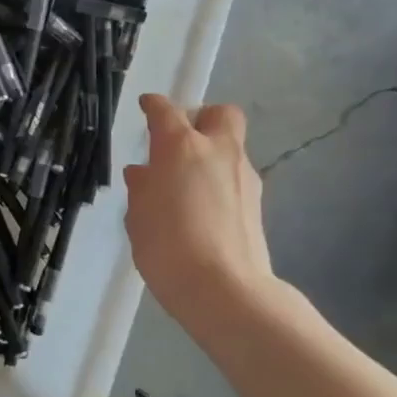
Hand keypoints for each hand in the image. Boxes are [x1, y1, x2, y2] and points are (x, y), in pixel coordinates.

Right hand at [123, 97, 277, 317]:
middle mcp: (218, 152)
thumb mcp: (139, 216)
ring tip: (184, 185)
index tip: (145, 106)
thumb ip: (142, 187)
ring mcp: (245, 177)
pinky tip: (200, 209)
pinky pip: (234, 177)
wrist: (224, 289)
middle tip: (178, 142)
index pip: (166, 112)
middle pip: (220, 114)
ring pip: (230, 148)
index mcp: (181, 147)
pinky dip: (218, 182)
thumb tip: (144, 172)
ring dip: (210, 155)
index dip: (153, 106)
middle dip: (200, 119)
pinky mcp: (257, 203)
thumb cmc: (166, 247)